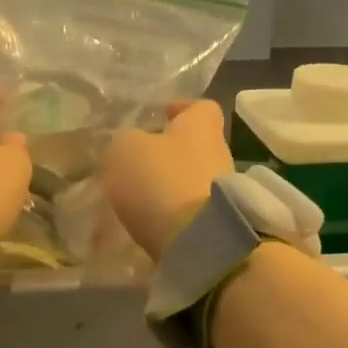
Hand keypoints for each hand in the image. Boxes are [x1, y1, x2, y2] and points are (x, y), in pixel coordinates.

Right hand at [104, 99, 232, 261]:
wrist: (198, 241)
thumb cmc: (161, 180)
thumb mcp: (125, 150)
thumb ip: (126, 142)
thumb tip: (131, 147)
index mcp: (202, 126)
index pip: (200, 106)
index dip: (179, 108)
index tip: (160, 116)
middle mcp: (219, 153)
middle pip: (195, 144)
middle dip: (169, 151)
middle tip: (139, 160)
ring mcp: (223, 190)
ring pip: (192, 177)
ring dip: (170, 183)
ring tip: (139, 195)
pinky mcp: (219, 222)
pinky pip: (191, 208)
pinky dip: (173, 211)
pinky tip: (150, 219)